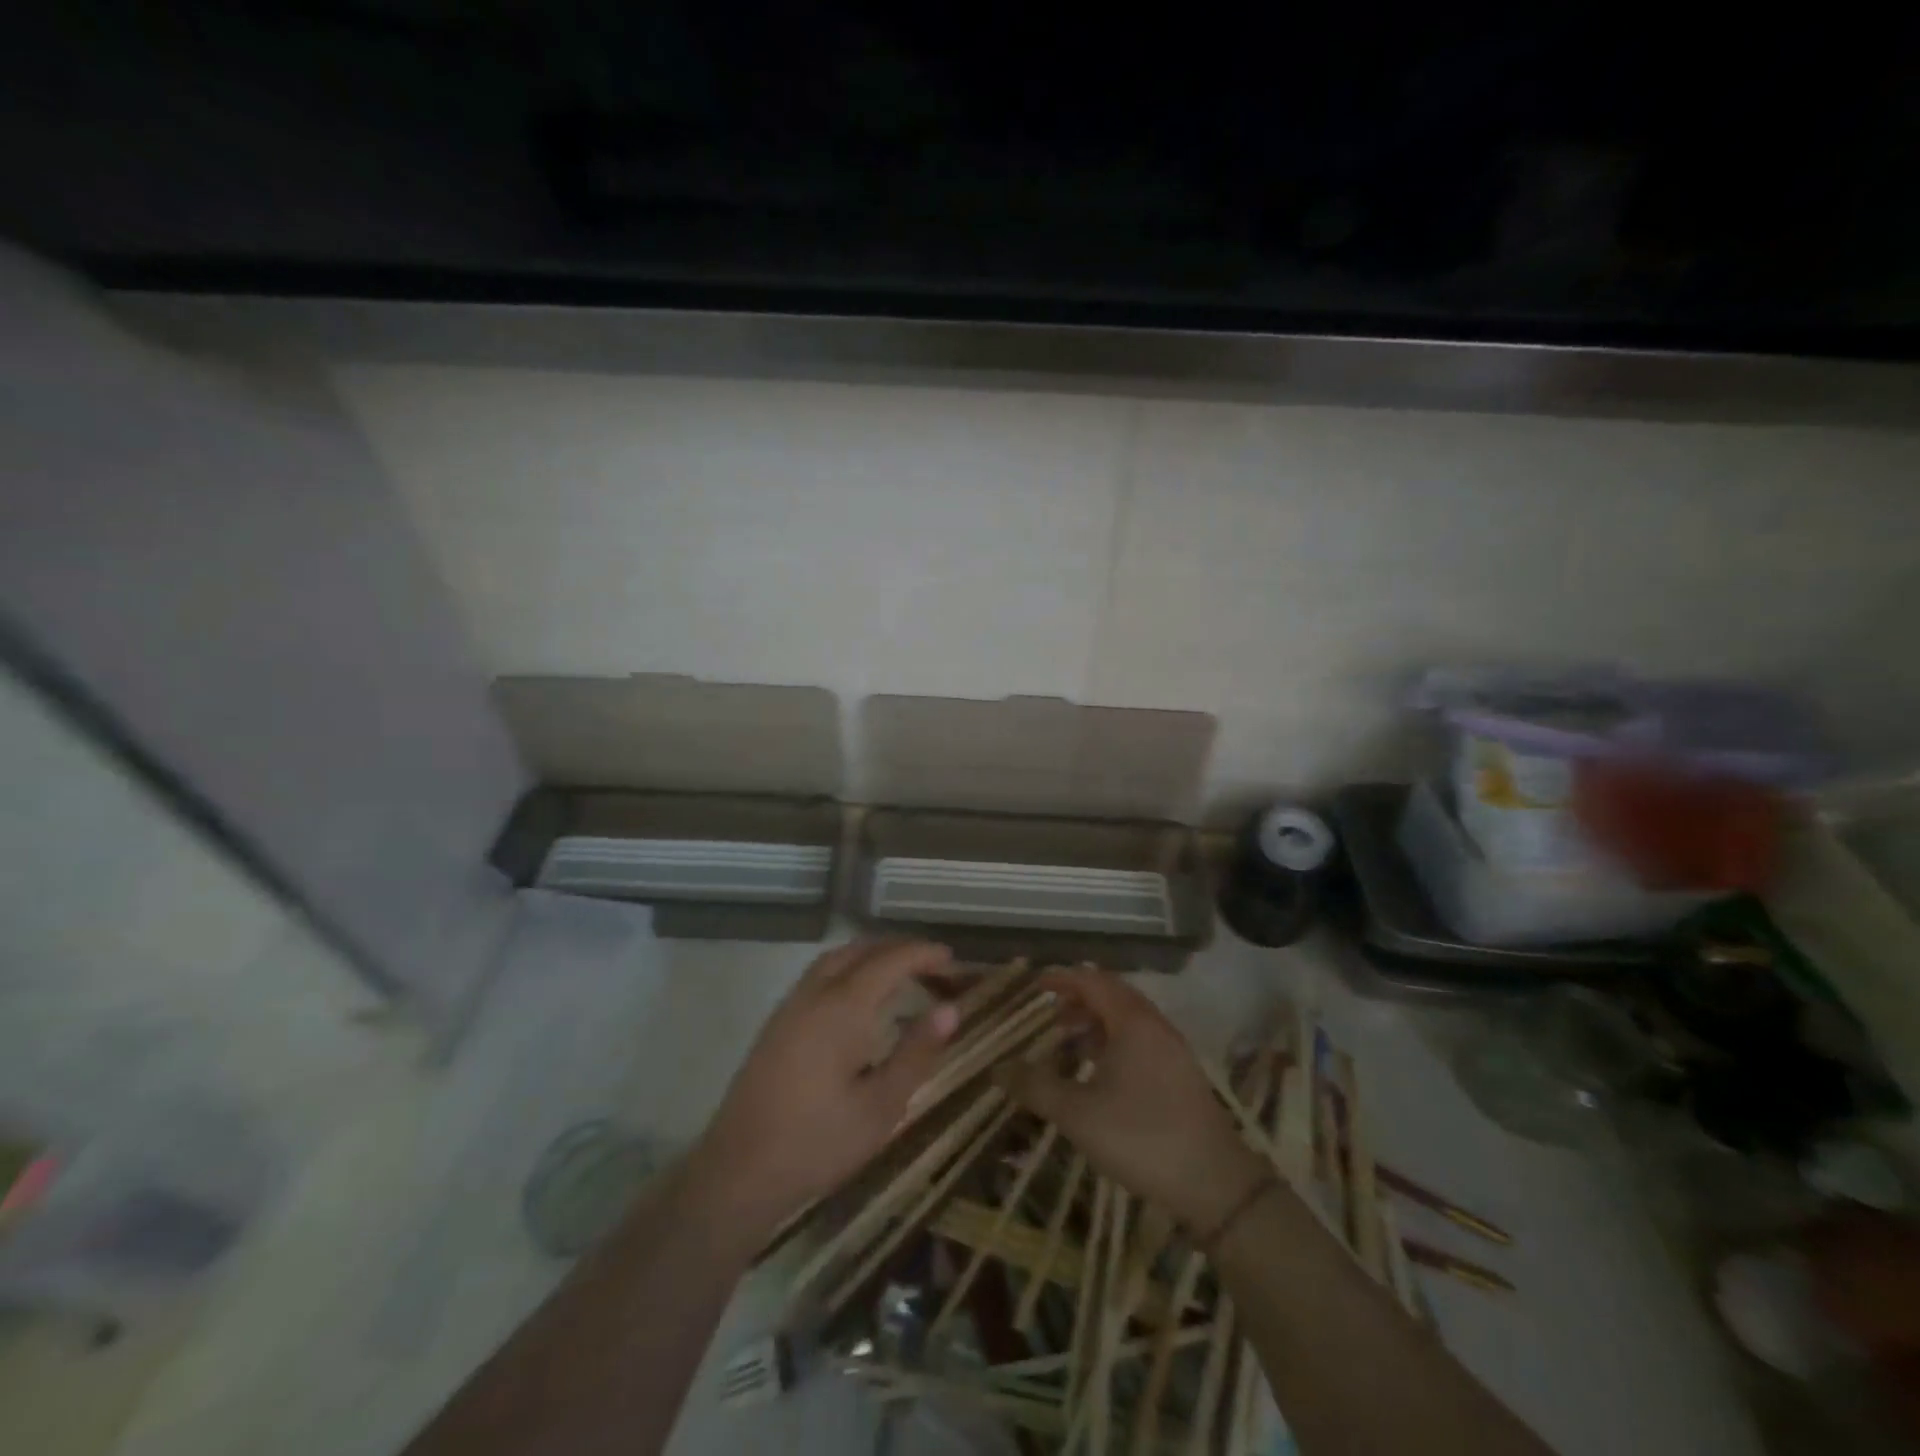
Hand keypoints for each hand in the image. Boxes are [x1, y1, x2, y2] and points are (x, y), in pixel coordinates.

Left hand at [685, 940, 959, 1244]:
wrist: (738, 1172)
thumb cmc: (818, 1143)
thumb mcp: (881, 1106)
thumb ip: (916, 1052)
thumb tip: (950, 1009)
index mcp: (843, 1007)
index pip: (891, 960)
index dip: (924, 954)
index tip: (954, 961)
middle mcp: (815, 993)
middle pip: (862, 950)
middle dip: (900, 950)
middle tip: (934, 968)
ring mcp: (791, 1005)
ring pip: (836, 958)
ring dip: (872, 956)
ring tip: (902, 975)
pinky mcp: (777, 1023)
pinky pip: (819, 974)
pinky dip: (849, 969)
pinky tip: (860, 999)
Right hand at [996, 968, 1267, 1235]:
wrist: (1215, 1184)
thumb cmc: (1141, 1138)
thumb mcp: (1078, 1114)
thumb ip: (1036, 1087)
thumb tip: (997, 1068)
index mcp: (1132, 1021)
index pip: (1092, 981)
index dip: (1061, 978)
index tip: (1033, 985)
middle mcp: (1154, 1025)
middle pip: (1112, 994)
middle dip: (1078, 998)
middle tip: (1048, 1014)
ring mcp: (1172, 1048)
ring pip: (1127, 1018)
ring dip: (1096, 1021)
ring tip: (1068, 1042)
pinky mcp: (1180, 1073)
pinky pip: (1140, 1039)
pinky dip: (1113, 1040)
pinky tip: (1099, 1071)